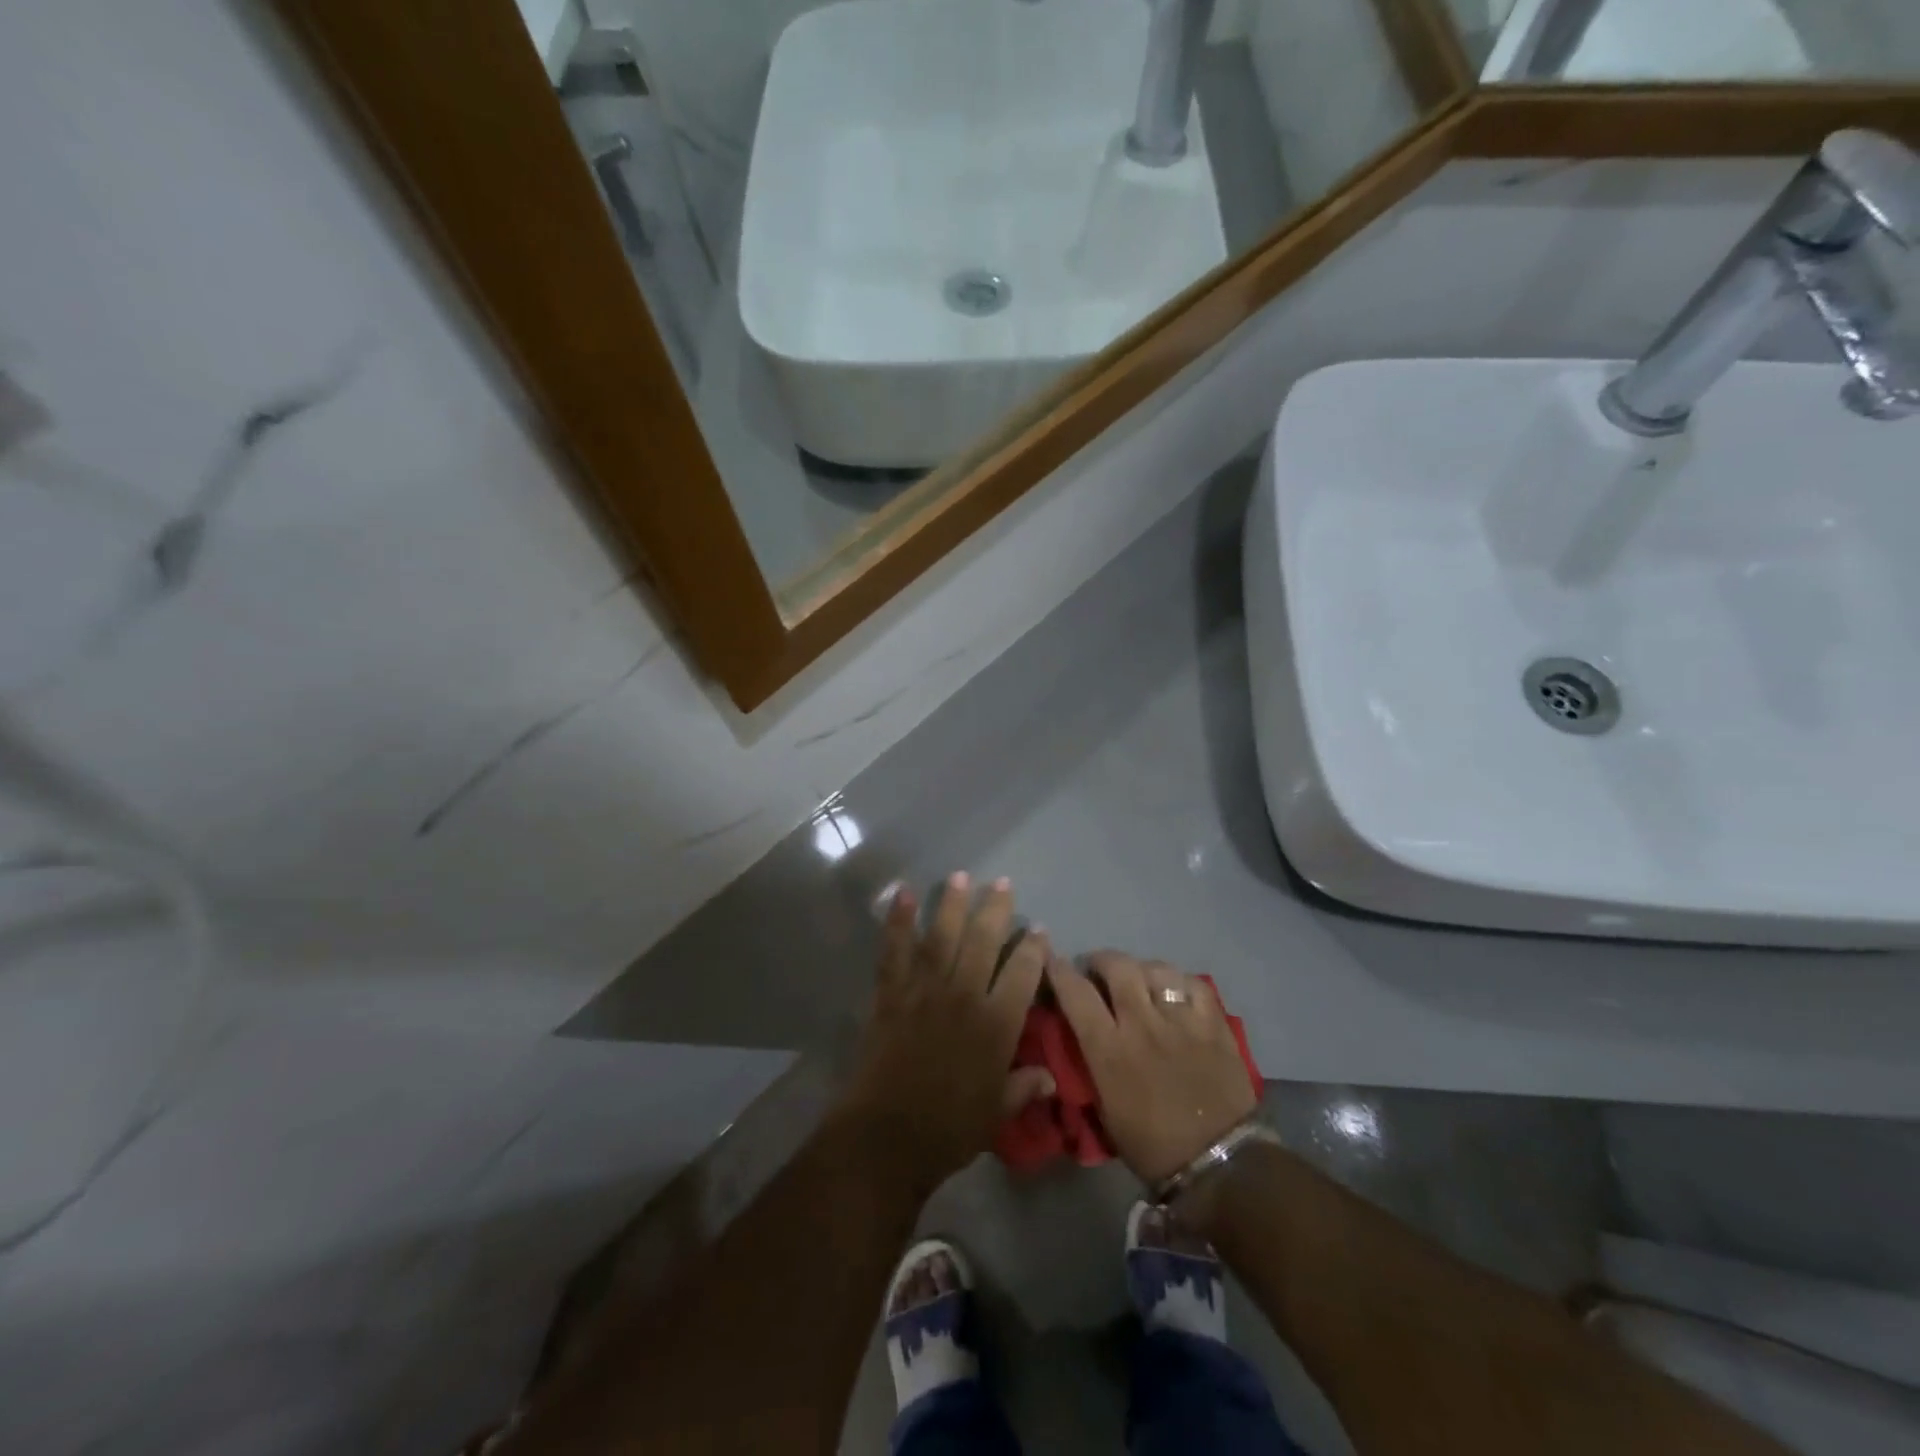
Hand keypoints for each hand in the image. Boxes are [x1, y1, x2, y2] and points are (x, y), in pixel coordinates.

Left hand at [840, 874, 1054, 1193]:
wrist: (887, 1136)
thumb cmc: (949, 1129)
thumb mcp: (996, 1113)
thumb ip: (1023, 1087)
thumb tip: (1050, 1077)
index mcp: (996, 1025)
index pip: (1022, 975)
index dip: (1032, 949)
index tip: (1038, 929)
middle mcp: (964, 997)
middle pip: (983, 943)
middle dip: (995, 910)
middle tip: (1002, 884)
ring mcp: (925, 991)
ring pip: (943, 937)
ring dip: (952, 905)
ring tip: (961, 876)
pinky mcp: (891, 994)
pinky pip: (895, 951)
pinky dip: (898, 922)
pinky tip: (903, 895)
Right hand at [1048, 950, 1255, 1184]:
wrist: (1218, 1164)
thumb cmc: (1152, 1146)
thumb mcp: (1104, 1109)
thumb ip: (1091, 1064)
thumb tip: (1080, 1035)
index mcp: (1109, 1049)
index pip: (1075, 993)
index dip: (1059, 971)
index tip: (1053, 963)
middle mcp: (1142, 1024)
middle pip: (1117, 966)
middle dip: (1101, 961)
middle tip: (1098, 971)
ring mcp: (1181, 1020)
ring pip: (1155, 969)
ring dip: (1140, 970)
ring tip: (1140, 980)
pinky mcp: (1214, 1023)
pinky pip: (1193, 984)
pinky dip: (1179, 982)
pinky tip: (1175, 992)